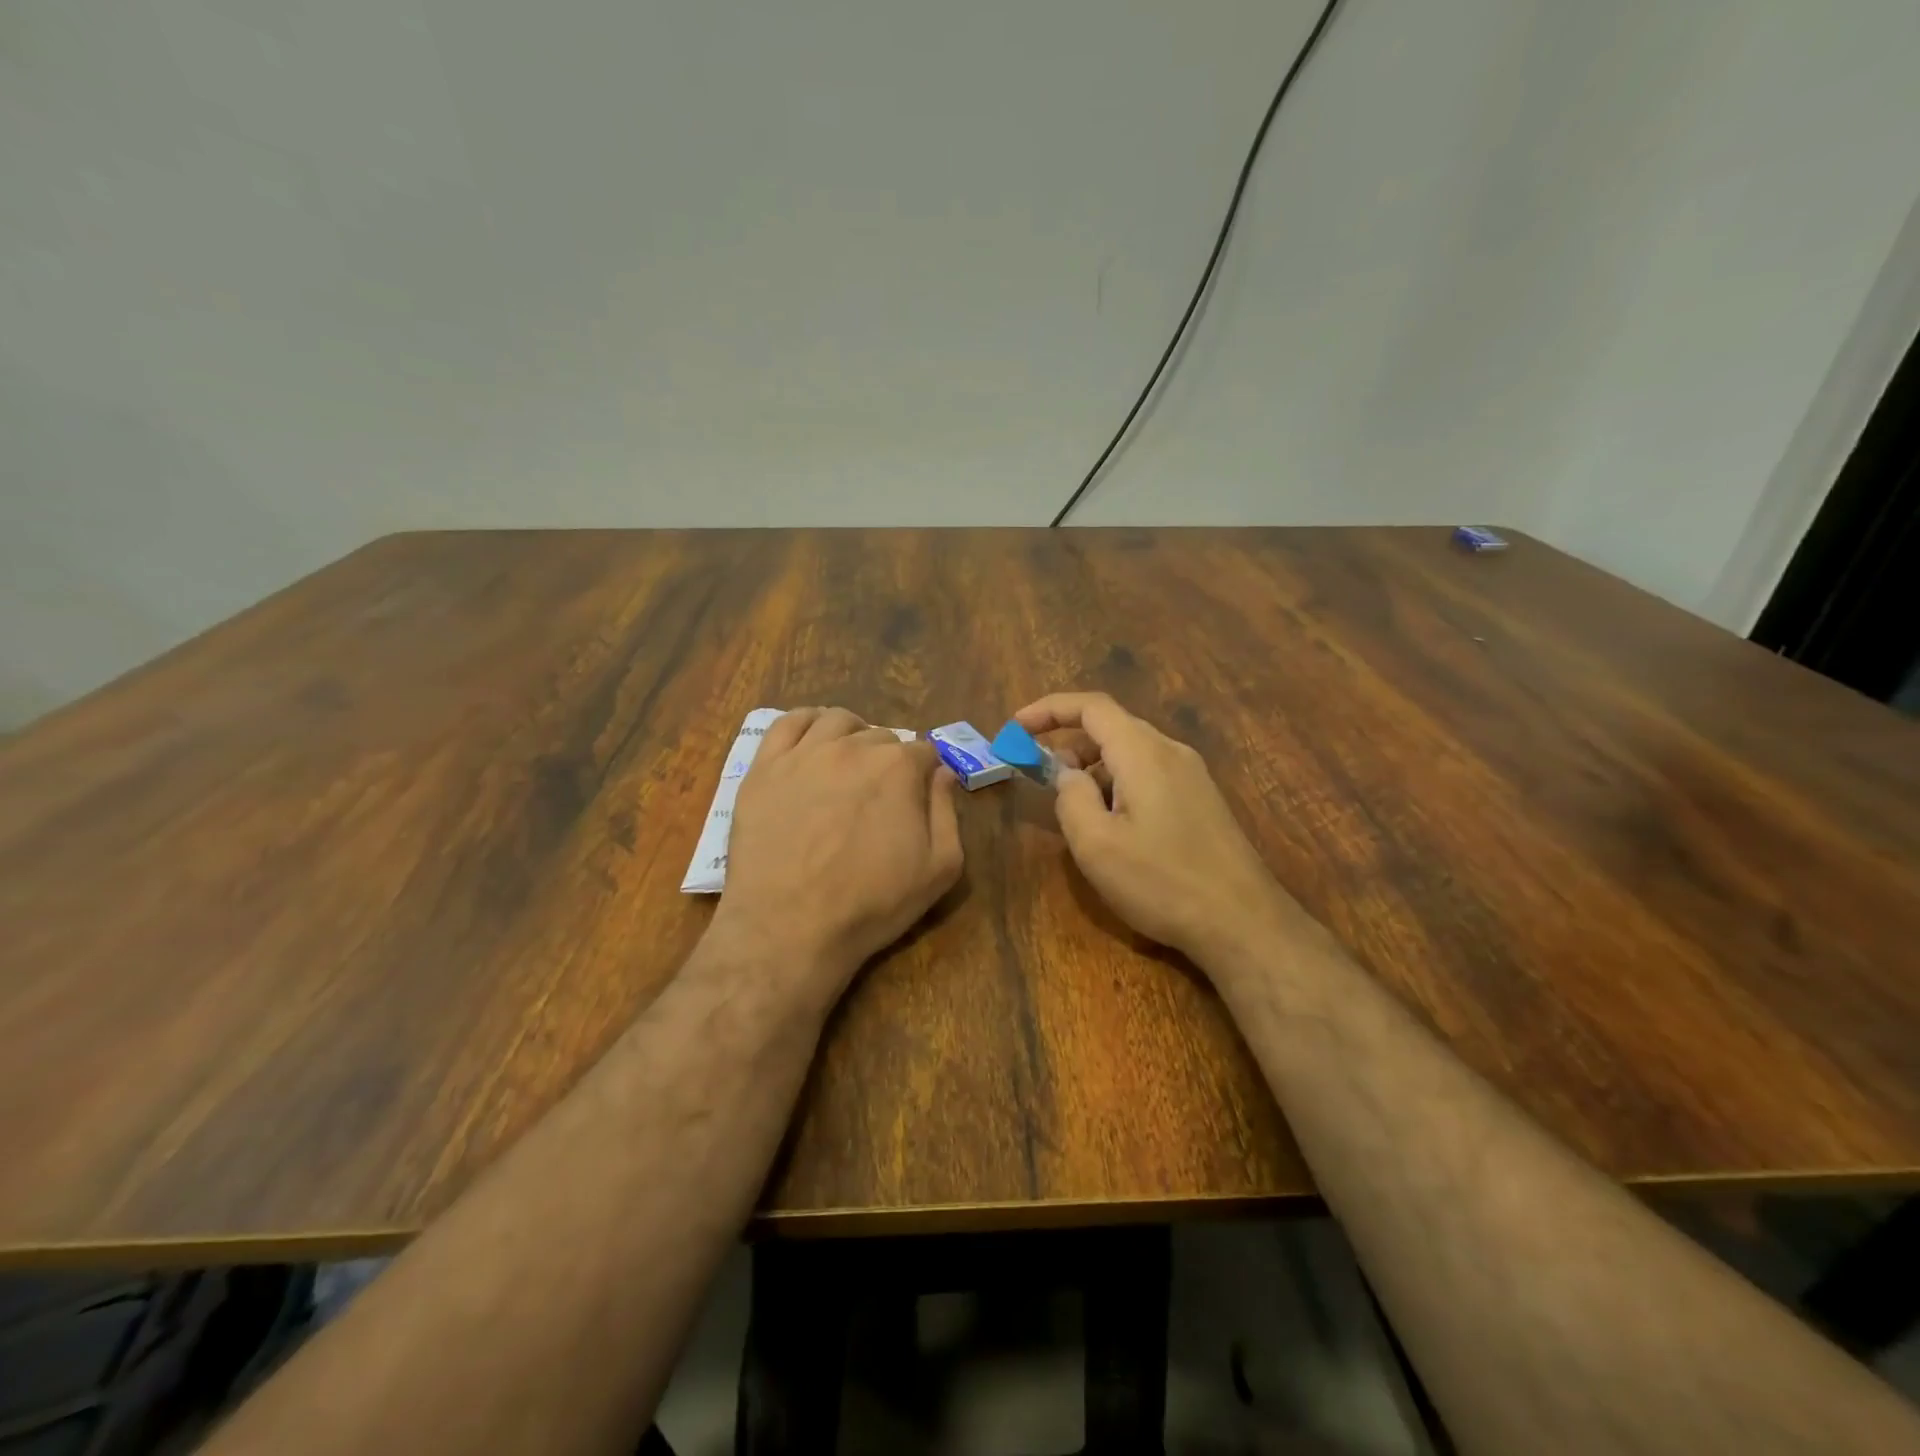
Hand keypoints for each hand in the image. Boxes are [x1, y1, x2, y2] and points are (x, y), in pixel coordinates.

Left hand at [715, 708, 963, 1003]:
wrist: (790, 928)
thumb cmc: (871, 904)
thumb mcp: (939, 869)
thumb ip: (947, 812)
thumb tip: (942, 773)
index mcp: (898, 768)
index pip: (924, 752)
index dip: (925, 773)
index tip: (919, 796)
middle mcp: (853, 747)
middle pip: (881, 736)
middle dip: (888, 759)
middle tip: (880, 795)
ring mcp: (804, 754)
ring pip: (837, 720)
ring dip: (852, 734)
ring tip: (849, 762)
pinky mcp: (764, 768)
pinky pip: (787, 723)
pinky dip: (806, 721)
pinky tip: (812, 739)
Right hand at [1015, 692, 1292, 964]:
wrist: (1243, 921)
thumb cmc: (1161, 882)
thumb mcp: (1096, 844)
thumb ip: (1070, 798)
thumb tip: (1067, 774)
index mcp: (1143, 752)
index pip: (1091, 706)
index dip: (1049, 709)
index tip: (1016, 727)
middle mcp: (1171, 752)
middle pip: (1111, 727)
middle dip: (1068, 743)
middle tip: (1038, 774)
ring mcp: (1192, 775)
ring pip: (1130, 752)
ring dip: (1092, 766)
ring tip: (1072, 806)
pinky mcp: (1201, 799)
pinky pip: (1149, 773)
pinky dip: (1117, 782)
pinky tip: (1111, 822)